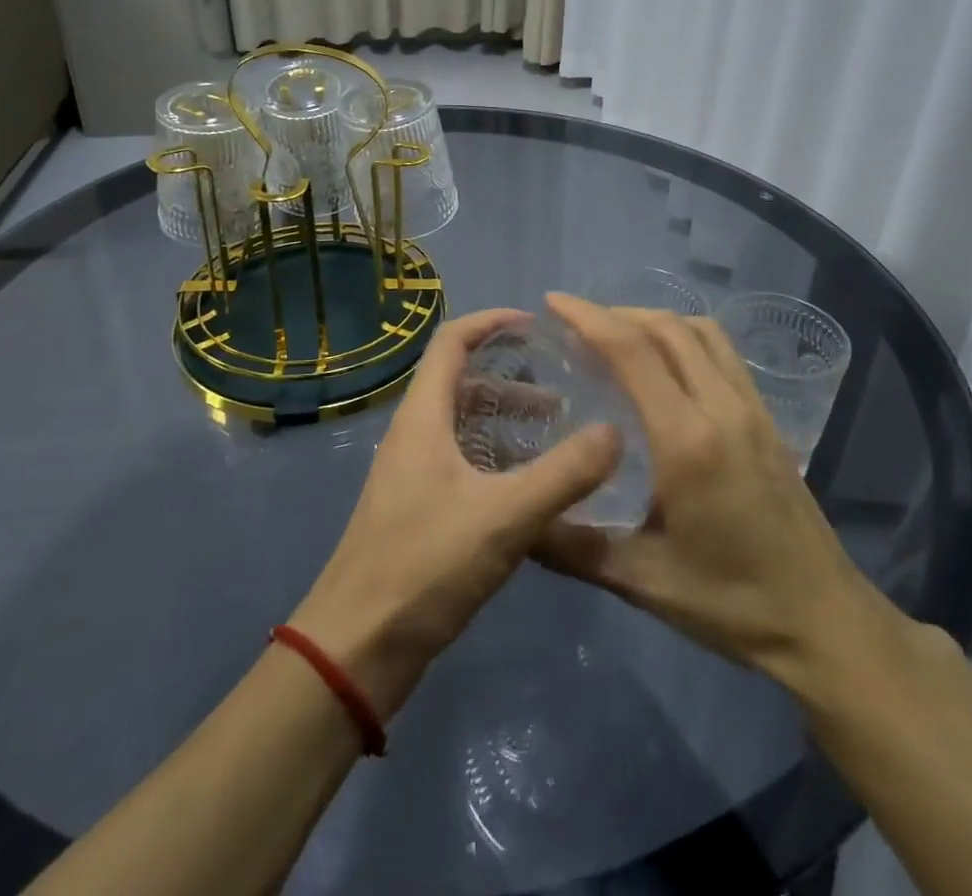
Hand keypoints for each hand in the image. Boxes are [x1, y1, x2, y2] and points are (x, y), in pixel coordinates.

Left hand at [289, 308, 622, 719]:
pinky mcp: (417, 508)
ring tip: (557, 431)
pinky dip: (497, 455)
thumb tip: (615, 432)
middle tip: (562, 385)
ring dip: (506, 418)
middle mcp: (414, 434)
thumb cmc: (424, 566)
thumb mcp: (504, 517)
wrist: (357, 649)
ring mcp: (413, 473)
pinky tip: (531, 484)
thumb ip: (563, 474)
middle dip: (510, 374)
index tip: (535, 324)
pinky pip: (462, 460)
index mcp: (423, 417)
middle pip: (460, 381)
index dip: (490, 322)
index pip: (451, 341)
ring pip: (463, 424)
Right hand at [532, 294, 902, 684]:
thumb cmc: (732, 602)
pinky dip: (684, 338)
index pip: (633, 352)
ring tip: (616, 338)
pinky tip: (665, 367)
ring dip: (654, 321)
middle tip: (574, 325)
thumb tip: (519, 522)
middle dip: (615, 313)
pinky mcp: (767, 418)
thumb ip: (573, 549)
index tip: (553, 302)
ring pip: (701, 332)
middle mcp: (722, 407)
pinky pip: (722, 352)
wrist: (823, 619)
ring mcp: (751, 408)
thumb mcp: (642, 581)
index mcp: (687, 439)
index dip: (588, 318)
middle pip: (667, 328)